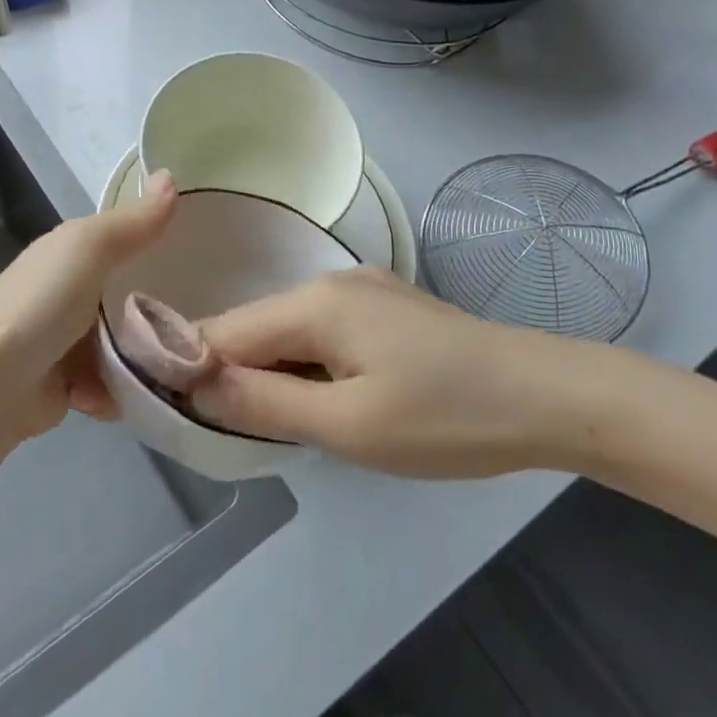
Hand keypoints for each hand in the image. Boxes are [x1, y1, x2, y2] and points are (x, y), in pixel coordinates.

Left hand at [0, 171, 177, 446]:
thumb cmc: (40, 305)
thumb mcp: (89, 249)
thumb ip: (134, 221)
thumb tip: (171, 175)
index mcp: (68, 254)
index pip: (123, 241)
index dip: (159, 244)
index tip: (204, 256)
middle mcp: (67, 293)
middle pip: (128, 297)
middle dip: (158, 311)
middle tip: (202, 320)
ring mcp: (65, 342)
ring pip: (123, 345)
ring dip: (143, 359)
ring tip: (179, 365)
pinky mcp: (65, 387)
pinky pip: (109, 385)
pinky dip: (117, 392)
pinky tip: (128, 395)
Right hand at [190, 267, 595, 478]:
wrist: (550, 396)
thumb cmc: (446, 417)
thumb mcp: (349, 425)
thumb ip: (264, 404)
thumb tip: (195, 385)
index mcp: (314, 302)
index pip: (223, 331)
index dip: (188, 367)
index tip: (166, 409)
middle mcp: (330, 283)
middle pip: (254, 328)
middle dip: (230, 374)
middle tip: (221, 433)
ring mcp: (362, 291)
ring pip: (289, 333)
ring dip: (270, 374)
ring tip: (270, 424)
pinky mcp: (386, 309)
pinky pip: (323, 334)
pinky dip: (306, 367)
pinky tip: (323, 400)